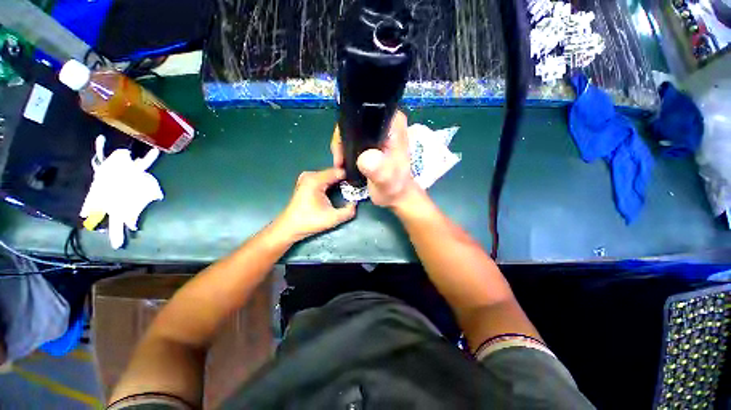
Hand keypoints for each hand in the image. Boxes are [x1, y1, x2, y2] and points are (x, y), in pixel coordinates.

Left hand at [274, 168, 355, 242]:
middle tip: (353, 190)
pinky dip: (330, 183)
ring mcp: (306, 177)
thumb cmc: (309, 222)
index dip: (349, 177)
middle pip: (333, 173)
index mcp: (315, 180)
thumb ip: (348, 211)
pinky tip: (334, 190)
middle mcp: (310, 175)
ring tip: (345, 190)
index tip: (356, 185)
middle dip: (344, 180)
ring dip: (337, 182)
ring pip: (329, 175)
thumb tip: (356, 203)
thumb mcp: (332, 219)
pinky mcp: (305, 182)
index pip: (338, 171)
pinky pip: (323, 178)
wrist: (289, 227)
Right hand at [331, 110, 416, 207]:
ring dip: (342, 145)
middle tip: (339, 159)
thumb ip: (379, 170)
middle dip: (342, 139)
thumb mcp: (386, 181)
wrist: (395, 195)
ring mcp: (378, 130)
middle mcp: (386, 122)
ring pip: (351, 129)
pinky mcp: (373, 139)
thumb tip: (366, 158)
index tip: (341, 149)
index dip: (348, 127)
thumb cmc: (393, 187)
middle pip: (354, 120)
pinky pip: (353, 137)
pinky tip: (344, 161)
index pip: (364, 111)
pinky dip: (346, 148)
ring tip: (340, 163)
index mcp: (393, 124)